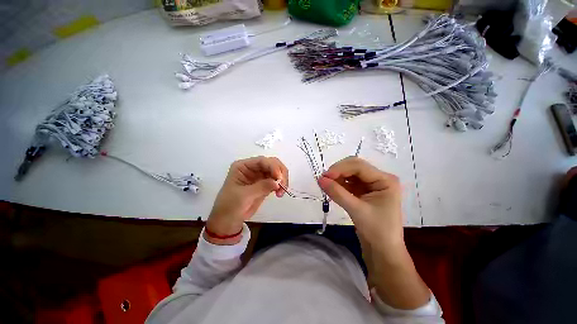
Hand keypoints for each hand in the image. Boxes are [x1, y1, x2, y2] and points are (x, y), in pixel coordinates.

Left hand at [206, 156, 287, 243]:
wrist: (227, 221)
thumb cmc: (230, 206)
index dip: (273, 167)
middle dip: (280, 173)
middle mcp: (252, 168)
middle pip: (272, 163)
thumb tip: (278, 182)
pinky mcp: (265, 184)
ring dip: (282, 180)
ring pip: (276, 171)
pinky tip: (280, 193)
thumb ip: (261, 187)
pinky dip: (281, 185)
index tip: (279, 178)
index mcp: (243, 166)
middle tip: (283, 185)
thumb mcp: (244, 196)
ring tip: (281, 192)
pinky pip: (276, 181)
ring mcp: (259, 176)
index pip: (262, 161)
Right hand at [319, 157, 429, 309]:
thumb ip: (337, 193)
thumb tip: (320, 179)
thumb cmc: (377, 231)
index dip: (340, 169)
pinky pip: (349, 182)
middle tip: (324, 179)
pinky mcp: (364, 191)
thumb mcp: (356, 210)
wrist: (382, 251)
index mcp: (385, 180)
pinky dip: (339, 184)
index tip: (324, 176)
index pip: (359, 167)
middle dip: (338, 171)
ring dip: (337, 177)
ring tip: (325, 183)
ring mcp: (371, 185)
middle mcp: (379, 178)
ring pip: (350, 174)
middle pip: (355, 167)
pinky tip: (331, 187)